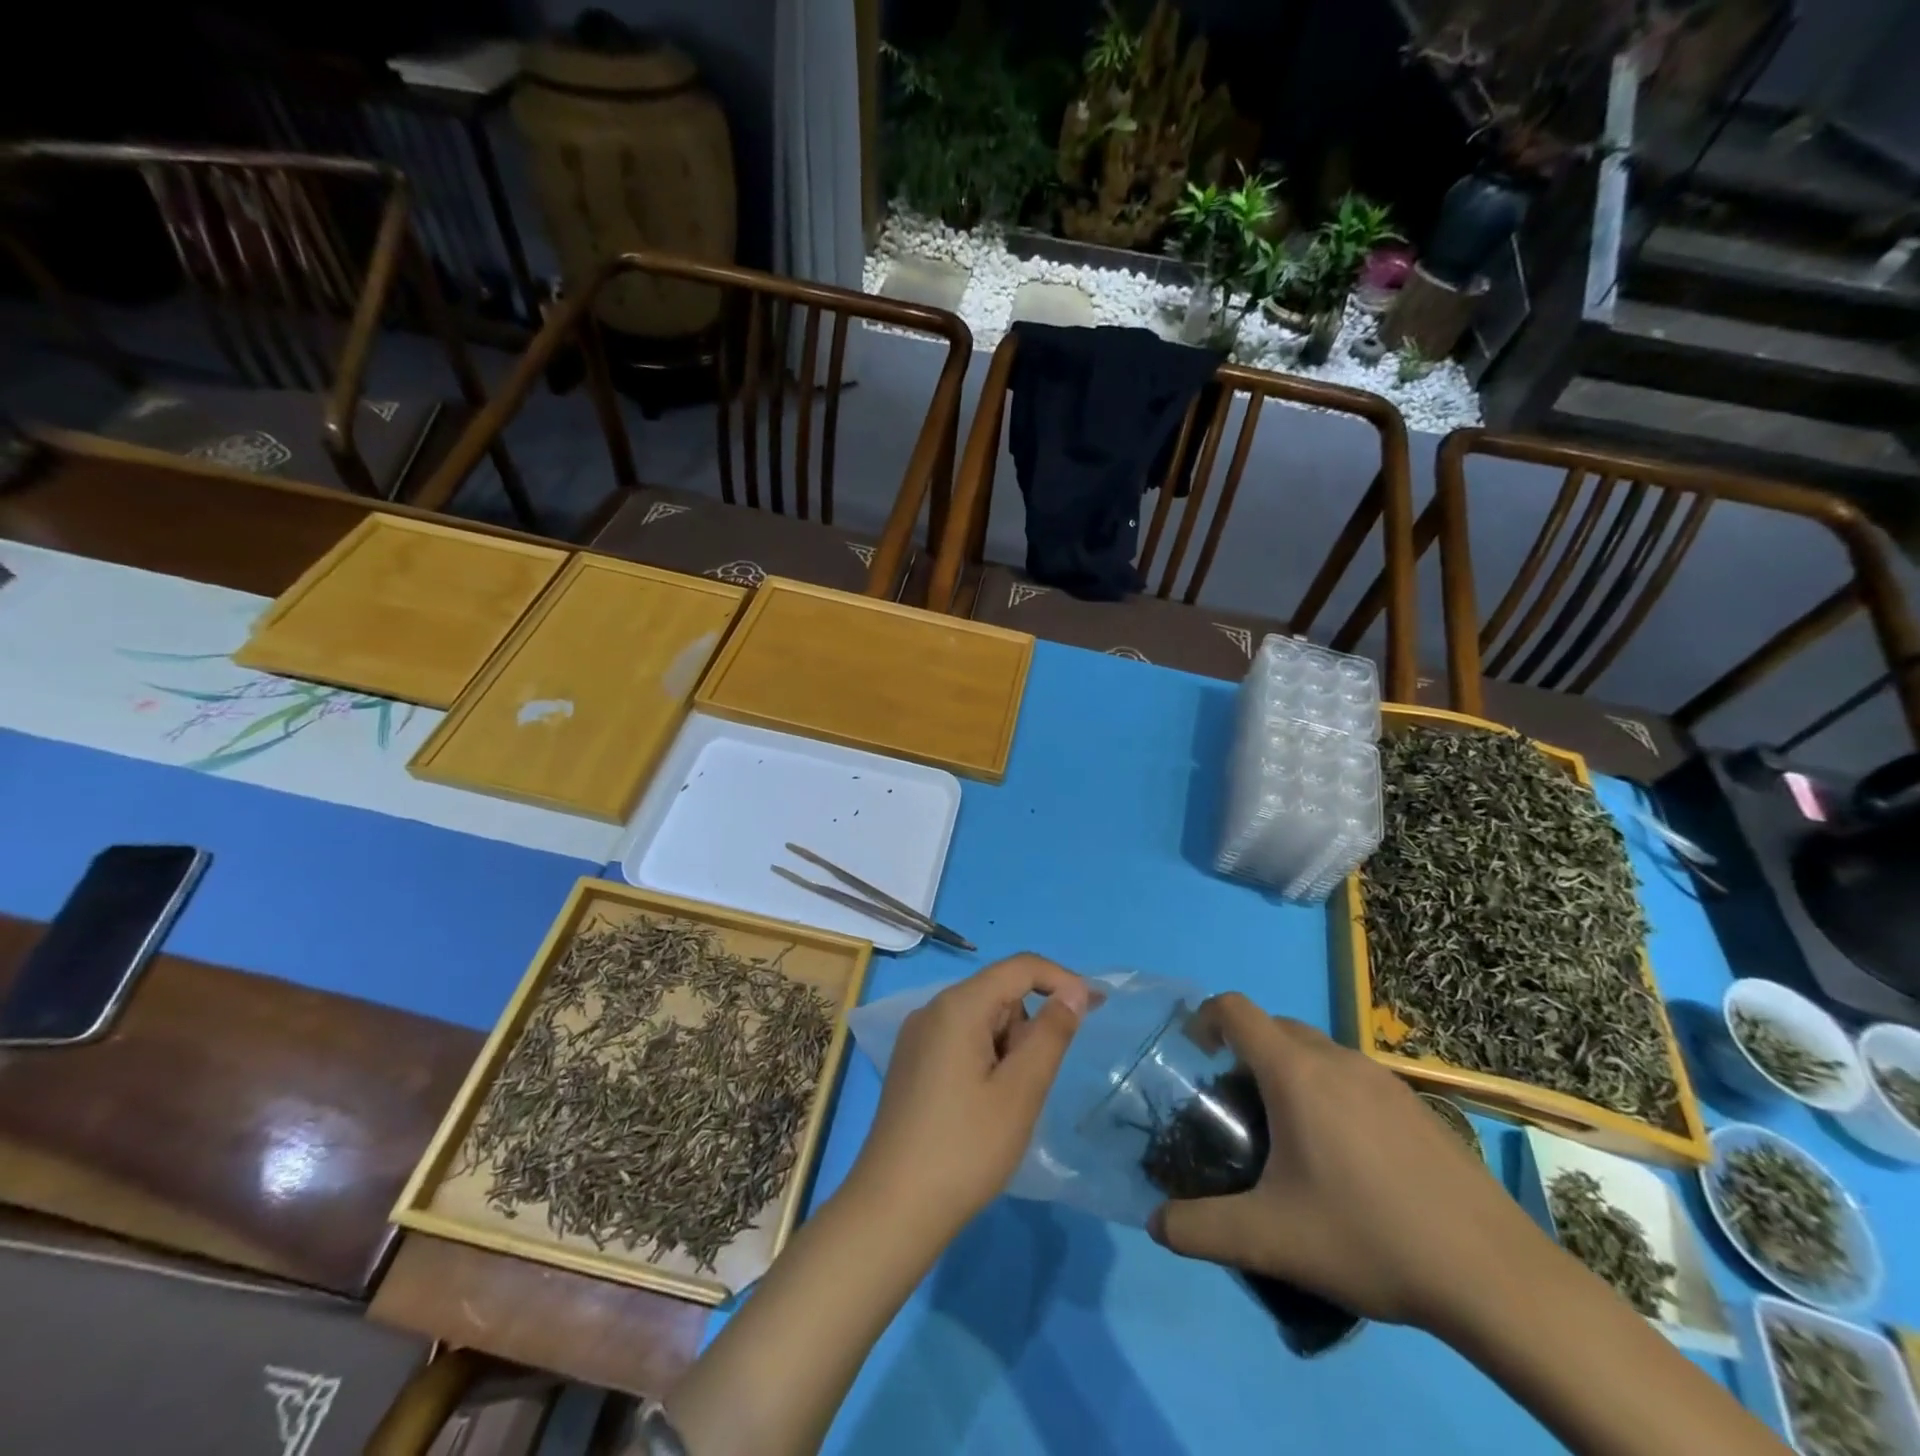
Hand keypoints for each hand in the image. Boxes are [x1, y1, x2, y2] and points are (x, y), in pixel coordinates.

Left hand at [849, 954, 1090, 1240]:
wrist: (893, 1209)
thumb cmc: (965, 1149)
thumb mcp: (1021, 1091)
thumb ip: (1051, 1034)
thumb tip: (1074, 992)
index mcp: (957, 1005)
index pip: (1019, 967)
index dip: (1062, 980)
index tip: (1096, 1009)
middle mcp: (932, 1009)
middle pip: (999, 993)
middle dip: (1028, 1027)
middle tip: (1030, 1085)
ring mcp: (917, 1036)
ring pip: (982, 1020)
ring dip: (1007, 1048)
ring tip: (1003, 1104)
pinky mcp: (912, 1063)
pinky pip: (961, 1040)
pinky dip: (985, 1059)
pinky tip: (981, 1107)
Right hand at [1149, 994, 1543, 1333]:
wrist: (1495, 1277)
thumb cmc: (1370, 1238)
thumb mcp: (1270, 1240)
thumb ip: (1201, 1229)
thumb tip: (1156, 1224)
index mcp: (1295, 1072)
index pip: (1234, 1009)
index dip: (1204, 1018)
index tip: (1194, 1056)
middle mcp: (1336, 1059)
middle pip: (1273, 1027)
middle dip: (1244, 1053)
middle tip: (1237, 1109)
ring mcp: (1382, 1079)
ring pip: (1316, 1051)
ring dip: (1289, 1073)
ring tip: (1290, 1138)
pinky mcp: (1416, 1105)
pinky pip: (1353, 1077)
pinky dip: (1330, 1093)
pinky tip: (1348, 1161)